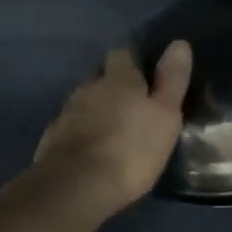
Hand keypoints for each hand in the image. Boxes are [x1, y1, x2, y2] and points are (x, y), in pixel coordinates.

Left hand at [30, 43, 191, 220]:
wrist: (75, 187)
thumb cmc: (131, 148)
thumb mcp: (165, 114)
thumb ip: (172, 79)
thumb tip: (179, 43)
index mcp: (118, 77)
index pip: (123, 53)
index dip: (134, 60)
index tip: (145, 73)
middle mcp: (89, 86)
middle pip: (101, 75)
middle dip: (113, 84)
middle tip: (131, 102)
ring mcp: (67, 112)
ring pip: (85, 100)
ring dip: (96, 108)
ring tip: (112, 127)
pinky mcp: (51, 139)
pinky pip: (70, 126)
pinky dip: (81, 131)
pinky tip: (91, 148)